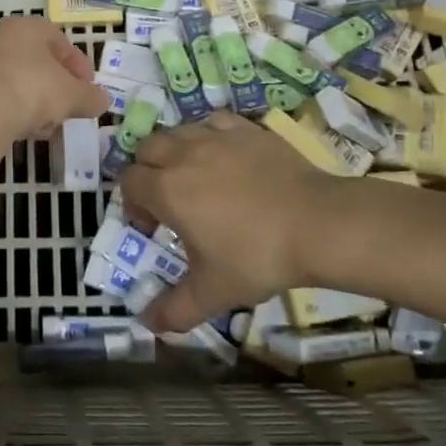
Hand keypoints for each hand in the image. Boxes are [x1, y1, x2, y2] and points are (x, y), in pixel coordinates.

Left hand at [0, 16, 108, 142]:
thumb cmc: (33, 88)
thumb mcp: (72, 94)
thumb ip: (90, 96)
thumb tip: (103, 100)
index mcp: (28, 27)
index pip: (60, 40)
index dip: (79, 66)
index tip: (89, 89)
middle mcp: (2, 38)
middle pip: (40, 63)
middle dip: (59, 89)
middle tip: (71, 109)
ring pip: (22, 82)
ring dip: (39, 104)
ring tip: (49, 127)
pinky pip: (3, 98)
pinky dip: (18, 112)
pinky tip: (27, 132)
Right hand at [119, 114, 336, 332]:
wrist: (317, 223)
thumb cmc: (257, 256)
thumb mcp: (214, 291)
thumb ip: (176, 309)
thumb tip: (147, 323)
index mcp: (166, 189)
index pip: (129, 182)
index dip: (134, 204)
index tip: (154, 227)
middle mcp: (182, 153)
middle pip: (147, 149)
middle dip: (149, 171)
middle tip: (169, 199)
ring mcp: (215, 135)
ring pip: (177, 131)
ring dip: (175, 150)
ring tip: (195, 176)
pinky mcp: (245, 128)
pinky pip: (213, 121)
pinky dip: (209, 134)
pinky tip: (224, 154)